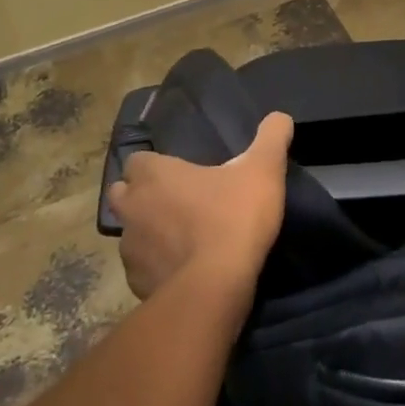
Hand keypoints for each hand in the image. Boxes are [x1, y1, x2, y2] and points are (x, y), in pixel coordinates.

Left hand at [106, 112, 293, 300]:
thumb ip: (271, 137)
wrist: (216, 288)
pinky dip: (158, 266)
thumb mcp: (263, 168)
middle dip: (141, 196)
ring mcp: (130, 251)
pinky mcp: (137, 285)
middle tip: (176, 201)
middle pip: (123, 195)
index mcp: (155, 176)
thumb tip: (280, 117)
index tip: (178, 171)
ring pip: (131, 234)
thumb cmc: (234, 217)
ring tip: (182, 238)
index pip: (137, 161)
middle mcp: (133, 209)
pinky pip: (143, 269)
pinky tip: (183, 270)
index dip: (155, 165)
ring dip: (150, 233)